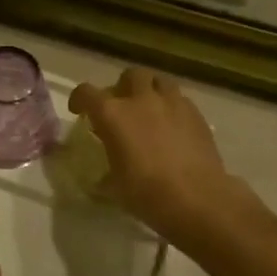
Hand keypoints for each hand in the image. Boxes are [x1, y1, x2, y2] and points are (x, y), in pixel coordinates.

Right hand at [69, 68, 249, 245]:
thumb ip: (107, 172)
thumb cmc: (147, 193)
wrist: (197, 199)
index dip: (79, 100)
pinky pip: (180, 99)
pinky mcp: (196, 114)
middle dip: (123, 87)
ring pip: (159, 81)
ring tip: (150, 111)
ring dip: (150, 91)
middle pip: (130, 76)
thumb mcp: (115, 186)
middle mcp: (141, 100)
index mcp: (112, 114)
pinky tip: (173, 127)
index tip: (80, 111)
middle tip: (122, 108)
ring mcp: (172, 103)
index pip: (87, 93)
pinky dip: (172, 107)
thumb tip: (104, 177)